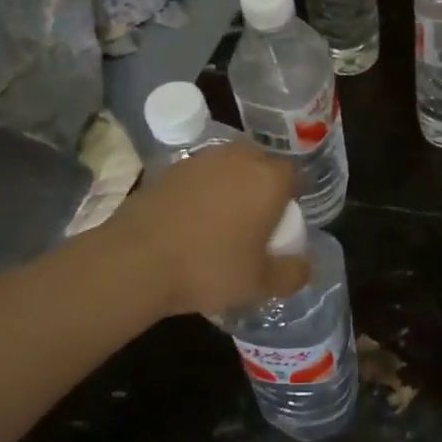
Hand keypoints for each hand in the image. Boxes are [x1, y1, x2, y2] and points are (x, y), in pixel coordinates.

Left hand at [101, 141, 309, 321]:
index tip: (281, 226)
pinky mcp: (170, 168)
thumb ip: (291, 274)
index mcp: (269, 178)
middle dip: (261, 188)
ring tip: (220, 223)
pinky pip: (199, 177)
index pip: (294, 177)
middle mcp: (239, 158)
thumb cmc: (209, 268)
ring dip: (230, 187)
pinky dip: (201, 192)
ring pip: (228, 168)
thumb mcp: (259, 283)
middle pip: (261, 166)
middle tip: (253, 224)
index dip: (290, 200)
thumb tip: (305, 266)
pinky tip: (190, 222)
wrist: (136, 261)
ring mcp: (202, 159)